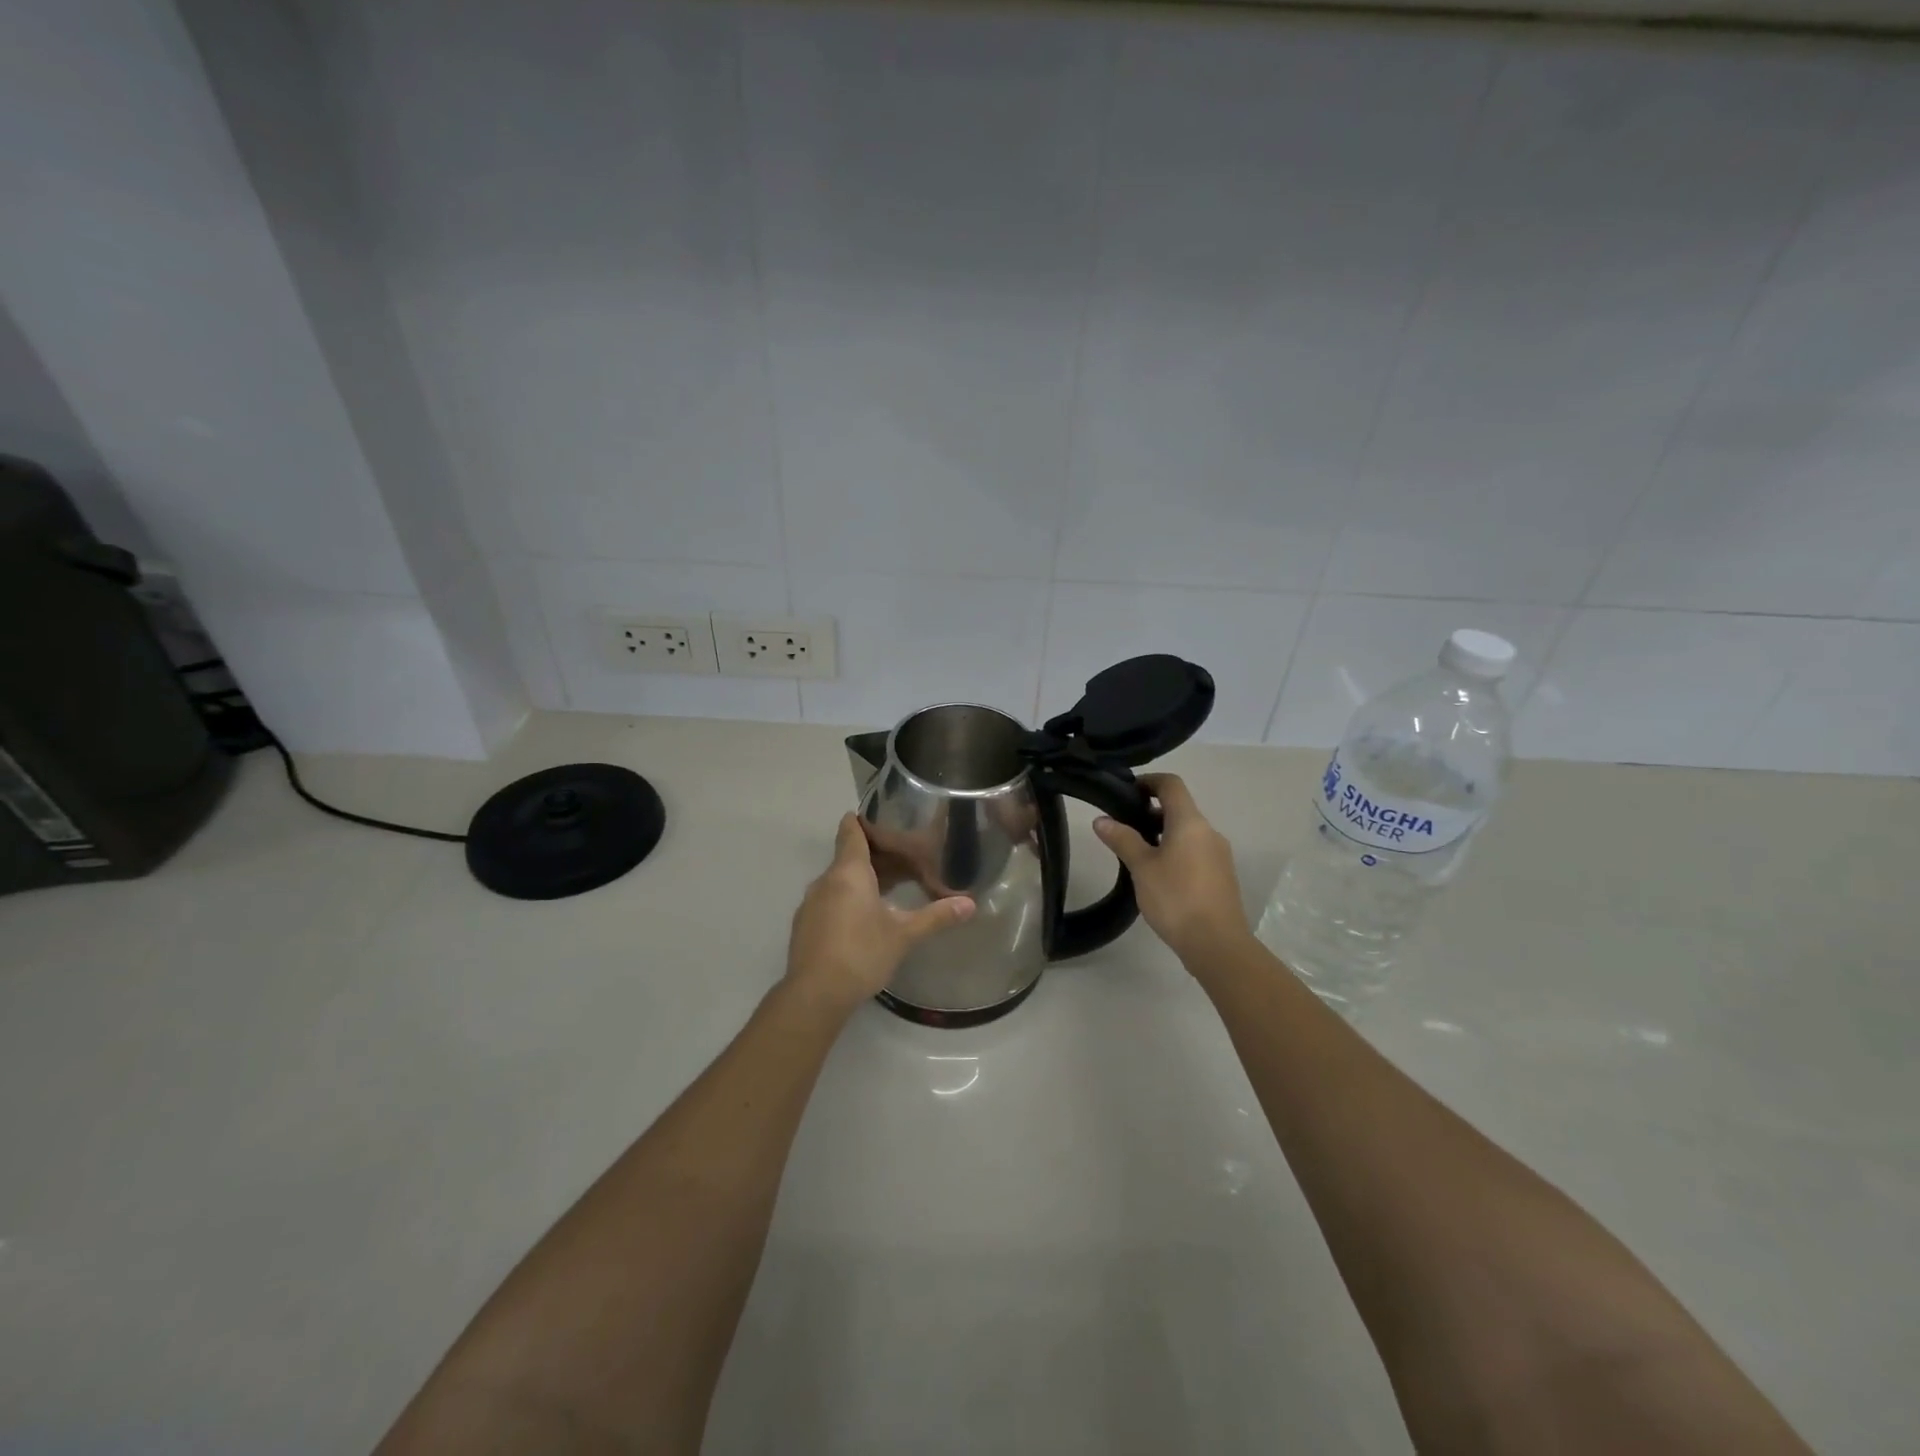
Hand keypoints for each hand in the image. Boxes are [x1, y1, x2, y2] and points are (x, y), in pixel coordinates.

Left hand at [785, 814, 975, 1014]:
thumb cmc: (861, 954)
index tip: (884, 818)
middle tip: (905, 860)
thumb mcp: (904, 935)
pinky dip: (848, 900)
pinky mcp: (805, 925)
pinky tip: (865, 920)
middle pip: (848, 856)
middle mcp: (825, 880)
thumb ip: (936, 917)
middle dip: (875, 856)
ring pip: (839, 880)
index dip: (864, 820)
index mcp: (848, 872)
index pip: (851, 831)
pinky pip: (830, 900)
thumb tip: (970, 904)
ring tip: (890, 890)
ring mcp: (811, 903)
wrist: (814, 995)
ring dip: (862, 881)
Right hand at [1093, 773, 1249, 963]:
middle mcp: (1209, 832)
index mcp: (1190, 822)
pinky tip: (1158, 875)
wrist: (1217, 944)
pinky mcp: (1221, 876)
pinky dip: (1175, 852)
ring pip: (1188, 832)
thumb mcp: (1141, 867)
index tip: (1126, 791)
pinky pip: (1195, 851)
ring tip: (1136, 853)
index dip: (1149, 781)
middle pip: (1180, 808)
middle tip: (1123, 826)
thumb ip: (1122, 839)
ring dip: (1163, 834)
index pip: (1171, 785)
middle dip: (1151, 811)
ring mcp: (1219, 855)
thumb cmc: (1176, 898)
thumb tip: (1101, 820)